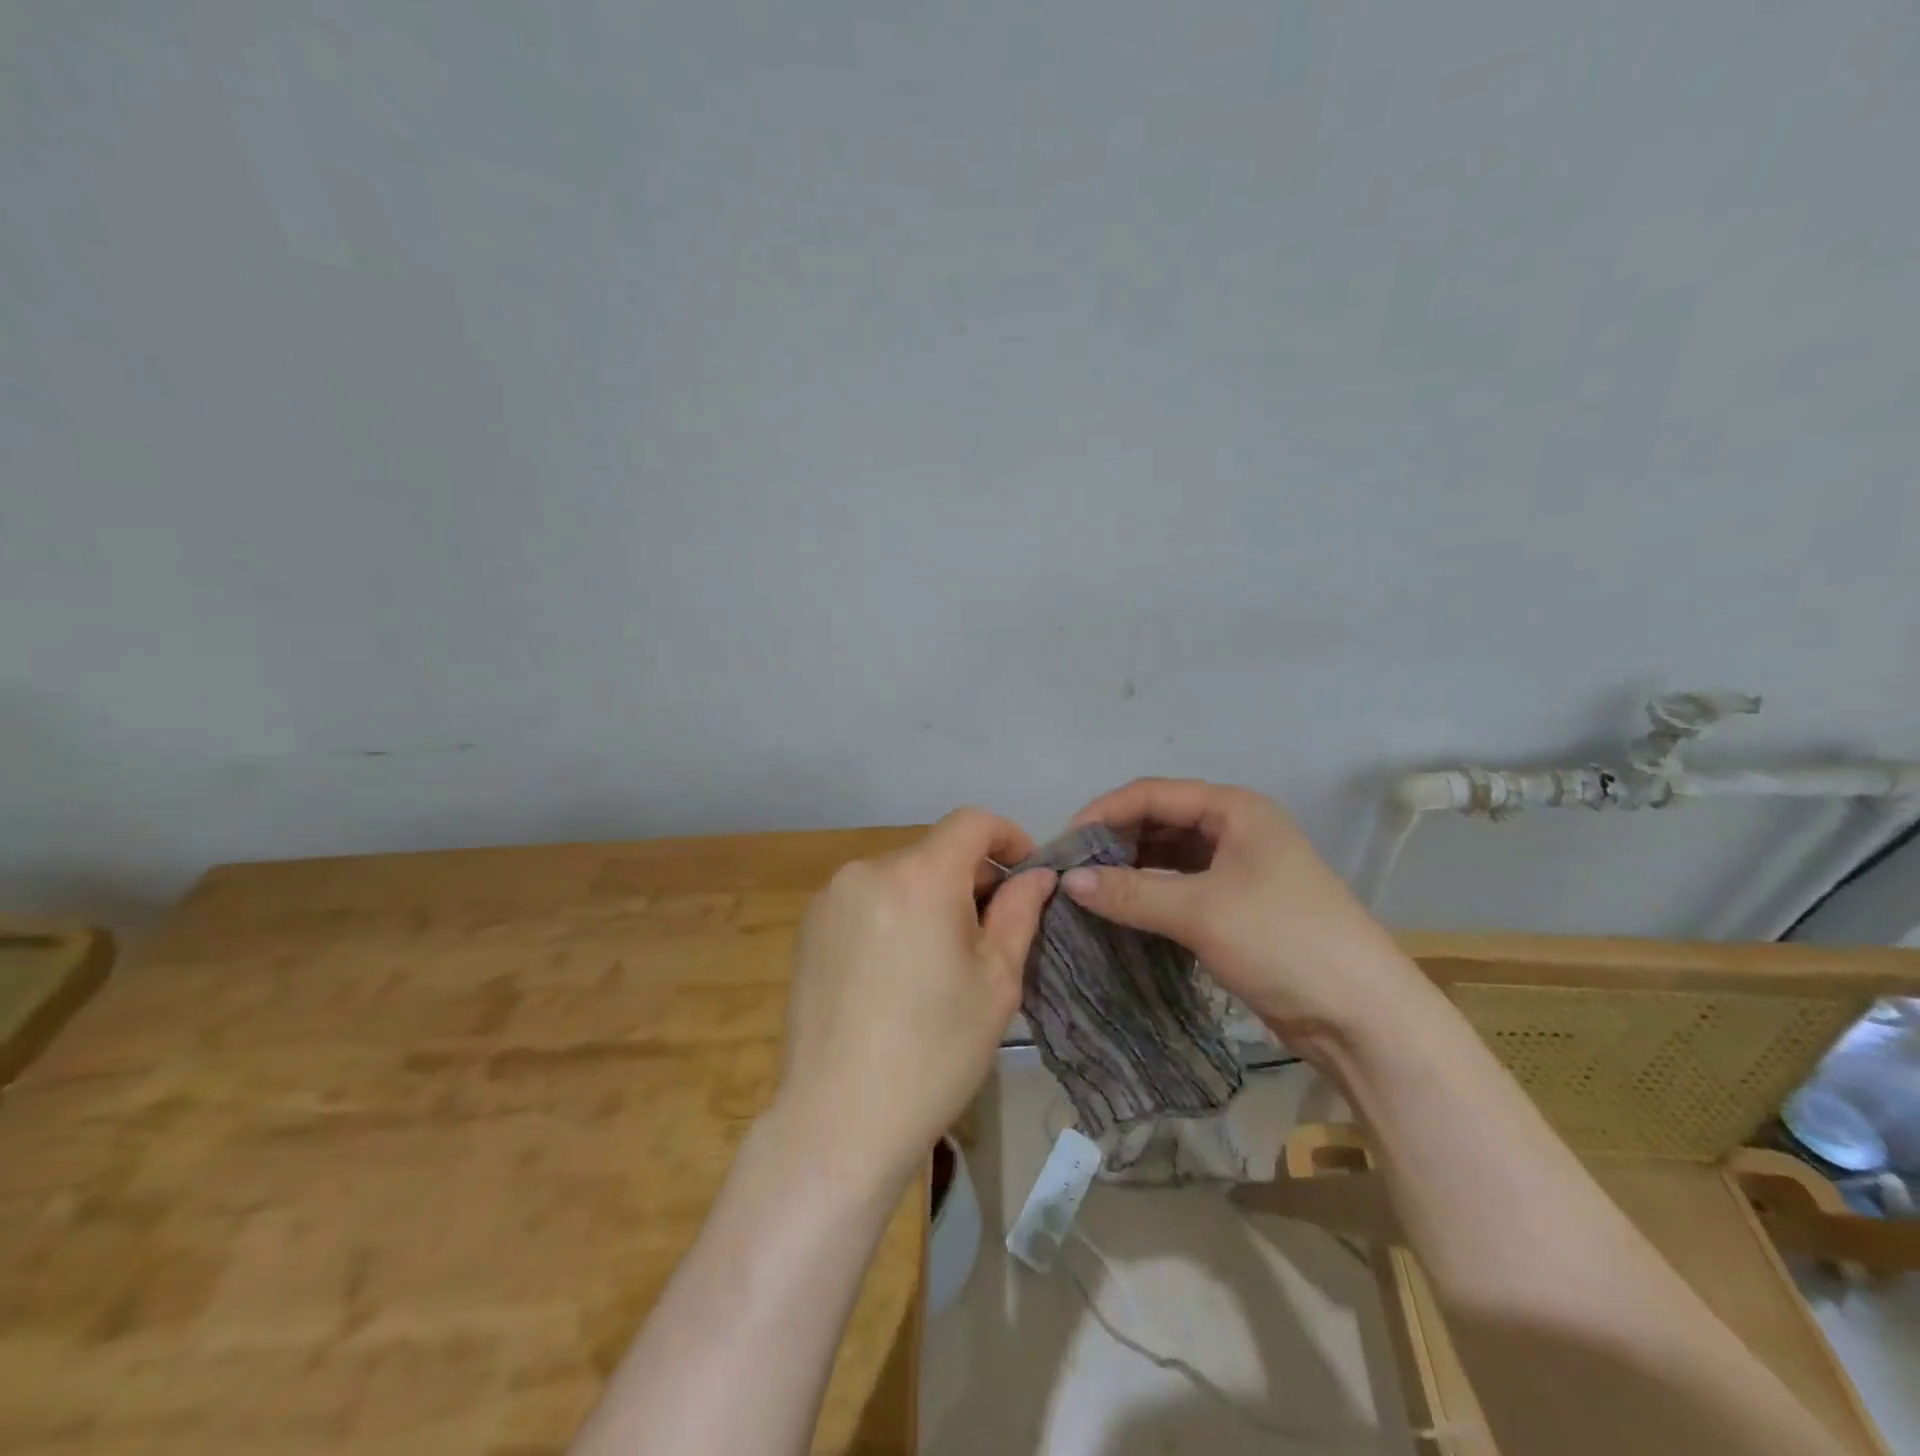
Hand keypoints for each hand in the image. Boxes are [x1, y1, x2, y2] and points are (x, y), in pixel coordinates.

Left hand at [774, 808, 1055, 1191]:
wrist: (839, 1120)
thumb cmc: (935, 1052)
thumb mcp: (996, 981)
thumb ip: (1019, 912)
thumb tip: (1037, 874)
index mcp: (919, 876)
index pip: (971, 822)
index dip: (1008, 838)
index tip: (1026, 875)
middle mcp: (868, 870)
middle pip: (934, 851)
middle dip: (971, 878)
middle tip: (991, 933)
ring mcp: (831, 898)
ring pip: (900, 877)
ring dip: (931, 898)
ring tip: (942, 960)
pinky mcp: (808, 928)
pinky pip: (867, 901)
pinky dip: (895, 915)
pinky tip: (898, 973)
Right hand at [1061, 778, 1425, 1044]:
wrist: (1362, 1016)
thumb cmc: (1283, 941)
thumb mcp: (1201, 911)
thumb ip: (1130, 893)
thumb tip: (1067, 882)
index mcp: (1235, 810)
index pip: (1153, 794)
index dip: (1105, 813)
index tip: (1064, 844)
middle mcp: (1236, 830)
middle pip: (1160, 822)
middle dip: (1115, 841)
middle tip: (1072, 871)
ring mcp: (1239, 870)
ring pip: (1169, 857)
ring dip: (1130, 870)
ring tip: (1087, 891)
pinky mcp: (1238, 908)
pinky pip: (1181, 888)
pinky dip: (1149, 895)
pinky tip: (1120, 911)